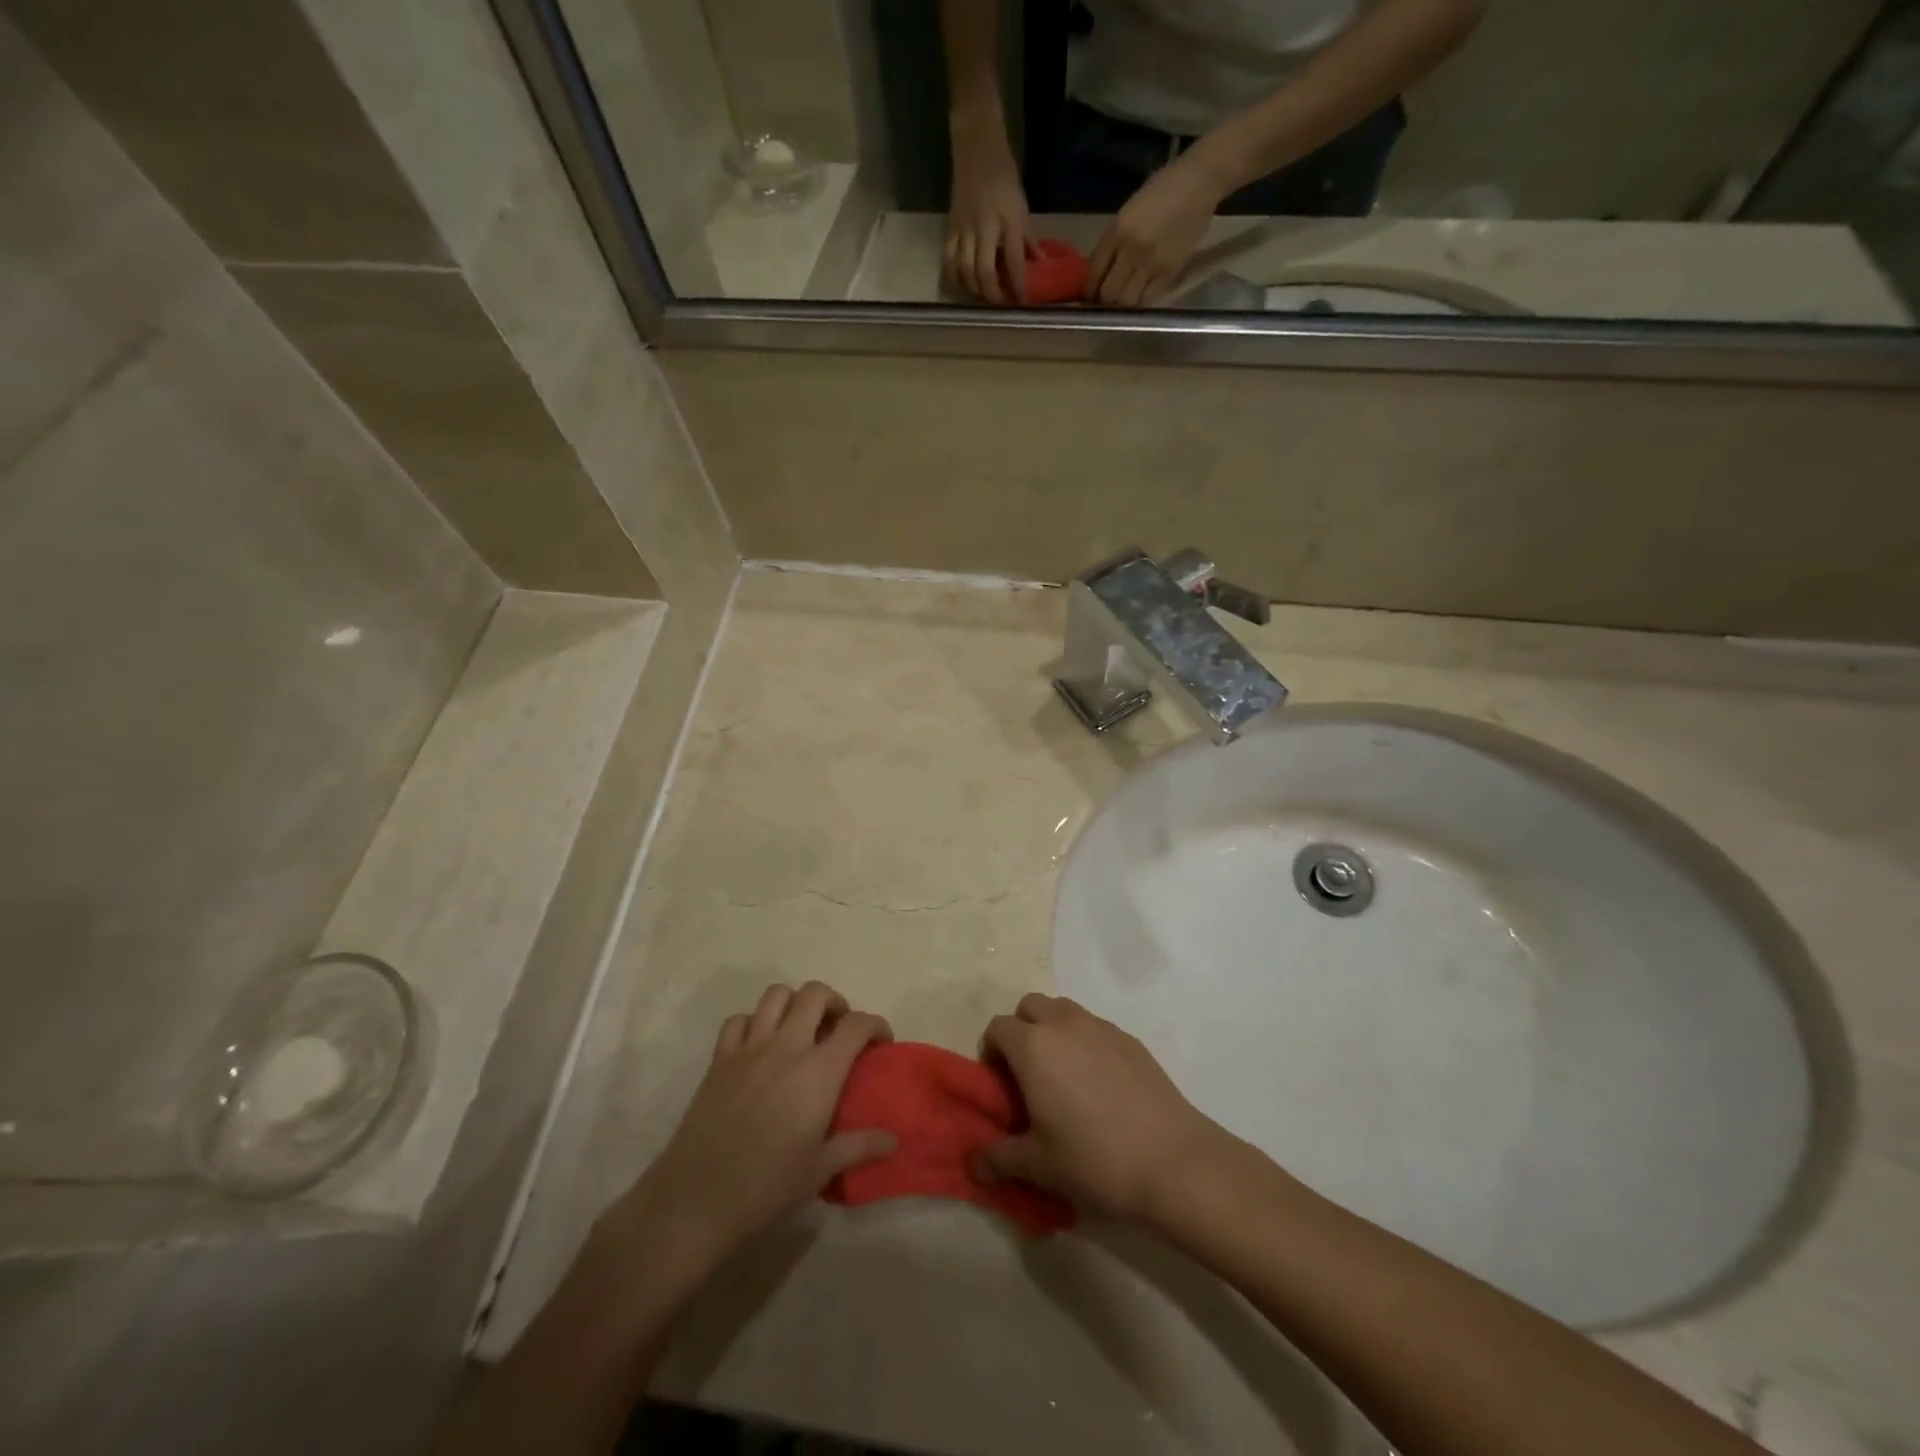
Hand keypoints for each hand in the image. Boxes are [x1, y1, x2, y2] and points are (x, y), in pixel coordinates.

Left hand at [607, 982, 895, 1272]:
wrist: (699, 1196)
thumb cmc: (768, 1184)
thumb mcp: (821, 1169)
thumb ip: (859, 1146)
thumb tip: (894, 1142)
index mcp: (819, 1071)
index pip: (856, 1025)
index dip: (876, 1025)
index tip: (881, 1041)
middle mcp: (787, 1046)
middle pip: (815, 994)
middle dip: (834, 1002)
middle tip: (838, 1028)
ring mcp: (750, 1048)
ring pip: (776, 995)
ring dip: (794, 1002)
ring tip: (800, 1028)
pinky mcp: (720, 1058)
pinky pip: (739, 1020)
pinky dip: (754, 1022)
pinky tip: (759, 1045)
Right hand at [945, 115, 1030, 303]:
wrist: (976, 148)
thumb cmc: (1003, 175)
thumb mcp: (1021, 206)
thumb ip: (1028, 239)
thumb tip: (1039, 265)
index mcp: (1008, 221)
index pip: (1015, 261)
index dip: (1019, 286)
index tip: (1024, 303)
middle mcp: (985, 227)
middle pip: (985, 272)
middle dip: (993, 295)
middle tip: (1001, 306)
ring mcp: (964, 229)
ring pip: (965, 271)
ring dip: (974, 291)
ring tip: (983, 298)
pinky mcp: (950, 228)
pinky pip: (948, 260)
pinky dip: (953, 278)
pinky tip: (961, 287)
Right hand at [974, 993, 1232, 1222]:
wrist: (1174, 1162)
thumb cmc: (1095, 1160)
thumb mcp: (1038, 1166)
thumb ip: (998, 1159)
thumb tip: (973, 1165)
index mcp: (1034, 1046)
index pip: (997, 1028)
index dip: (992, 1054)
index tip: (1001, 1088)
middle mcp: (1064, 1024)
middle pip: (1030, 1006)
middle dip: (1021, 1031)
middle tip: (1028, 1076)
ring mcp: (1101, 1027)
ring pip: (1064, 1011)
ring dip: (1054, 1031)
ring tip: (1064, 1078)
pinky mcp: (1131, 1040)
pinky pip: (1095, 1027)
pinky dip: (1086, 1043)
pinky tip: (1100, 1087)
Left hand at [1087, 151, 1226, 306]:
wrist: (1201, 180)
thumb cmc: (1163, 189)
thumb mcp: (1129, 211)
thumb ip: (1114, 241)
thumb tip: (1101, 271)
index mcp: (1117, 230)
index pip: (1094, 273)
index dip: (1089, 290)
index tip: (1090, 296)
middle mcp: (1131, 250)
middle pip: (1109, 293)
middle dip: (1104, 301)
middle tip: (1107, 301)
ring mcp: (1152, 263)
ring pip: (1128, 301)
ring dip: (1123, 305)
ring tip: (1124, 300)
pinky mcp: (1171, 271)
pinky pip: (1149, 298)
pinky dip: (1142, 301)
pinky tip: (1142, 295)